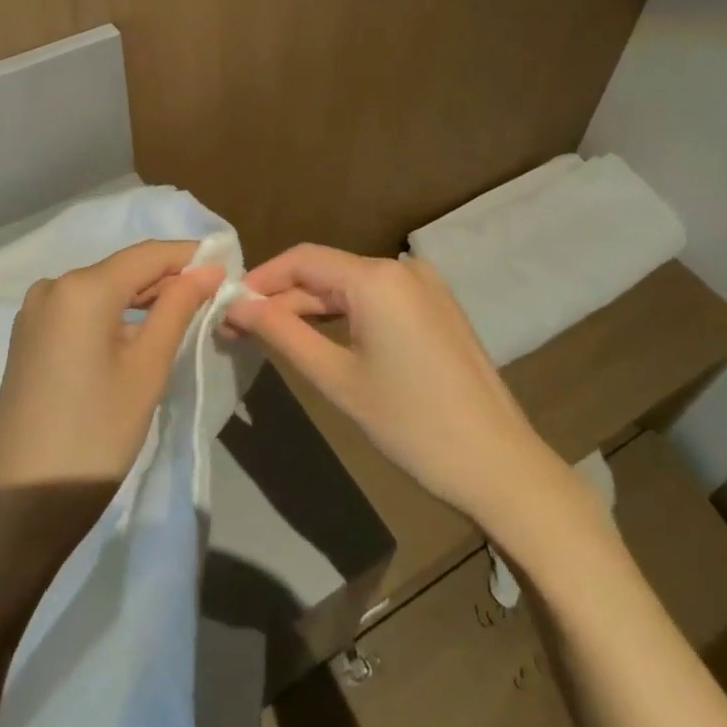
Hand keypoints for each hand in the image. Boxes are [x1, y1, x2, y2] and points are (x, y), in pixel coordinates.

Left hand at [0, 240, 223, 502]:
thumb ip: (178, 308)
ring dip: (142, 298)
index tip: (227, 268)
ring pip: (102, 289)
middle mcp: (53, 285)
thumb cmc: (97, 435)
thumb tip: (207, 269)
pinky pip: (80, 309)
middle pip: (123, 269)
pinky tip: (139, 334)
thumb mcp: (147, 369)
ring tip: (184, 317)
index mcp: (82, 287)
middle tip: (213, 298)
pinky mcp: (28, 336)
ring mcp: (35, 311)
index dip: (190, 257)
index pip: (148, 254)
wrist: (23, 503)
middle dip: (168, 279)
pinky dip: (113, 314)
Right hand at [227, 245, 561, 523]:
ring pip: (350, 287)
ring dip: (310, 309)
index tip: (227, 306)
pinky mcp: (436, 308)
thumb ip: (282, 333)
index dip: (260, 279)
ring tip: (271, 337)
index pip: (301, 259)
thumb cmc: (411, 424)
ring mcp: (424, 286)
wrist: (499, 466)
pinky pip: (376, 300)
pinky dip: (344, 315)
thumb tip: (236, 305)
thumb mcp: (336, 379)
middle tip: (240, 330)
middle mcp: (401, 268)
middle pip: (326, 272)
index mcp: (377, 278)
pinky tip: (319, 339)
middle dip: (282, 299)